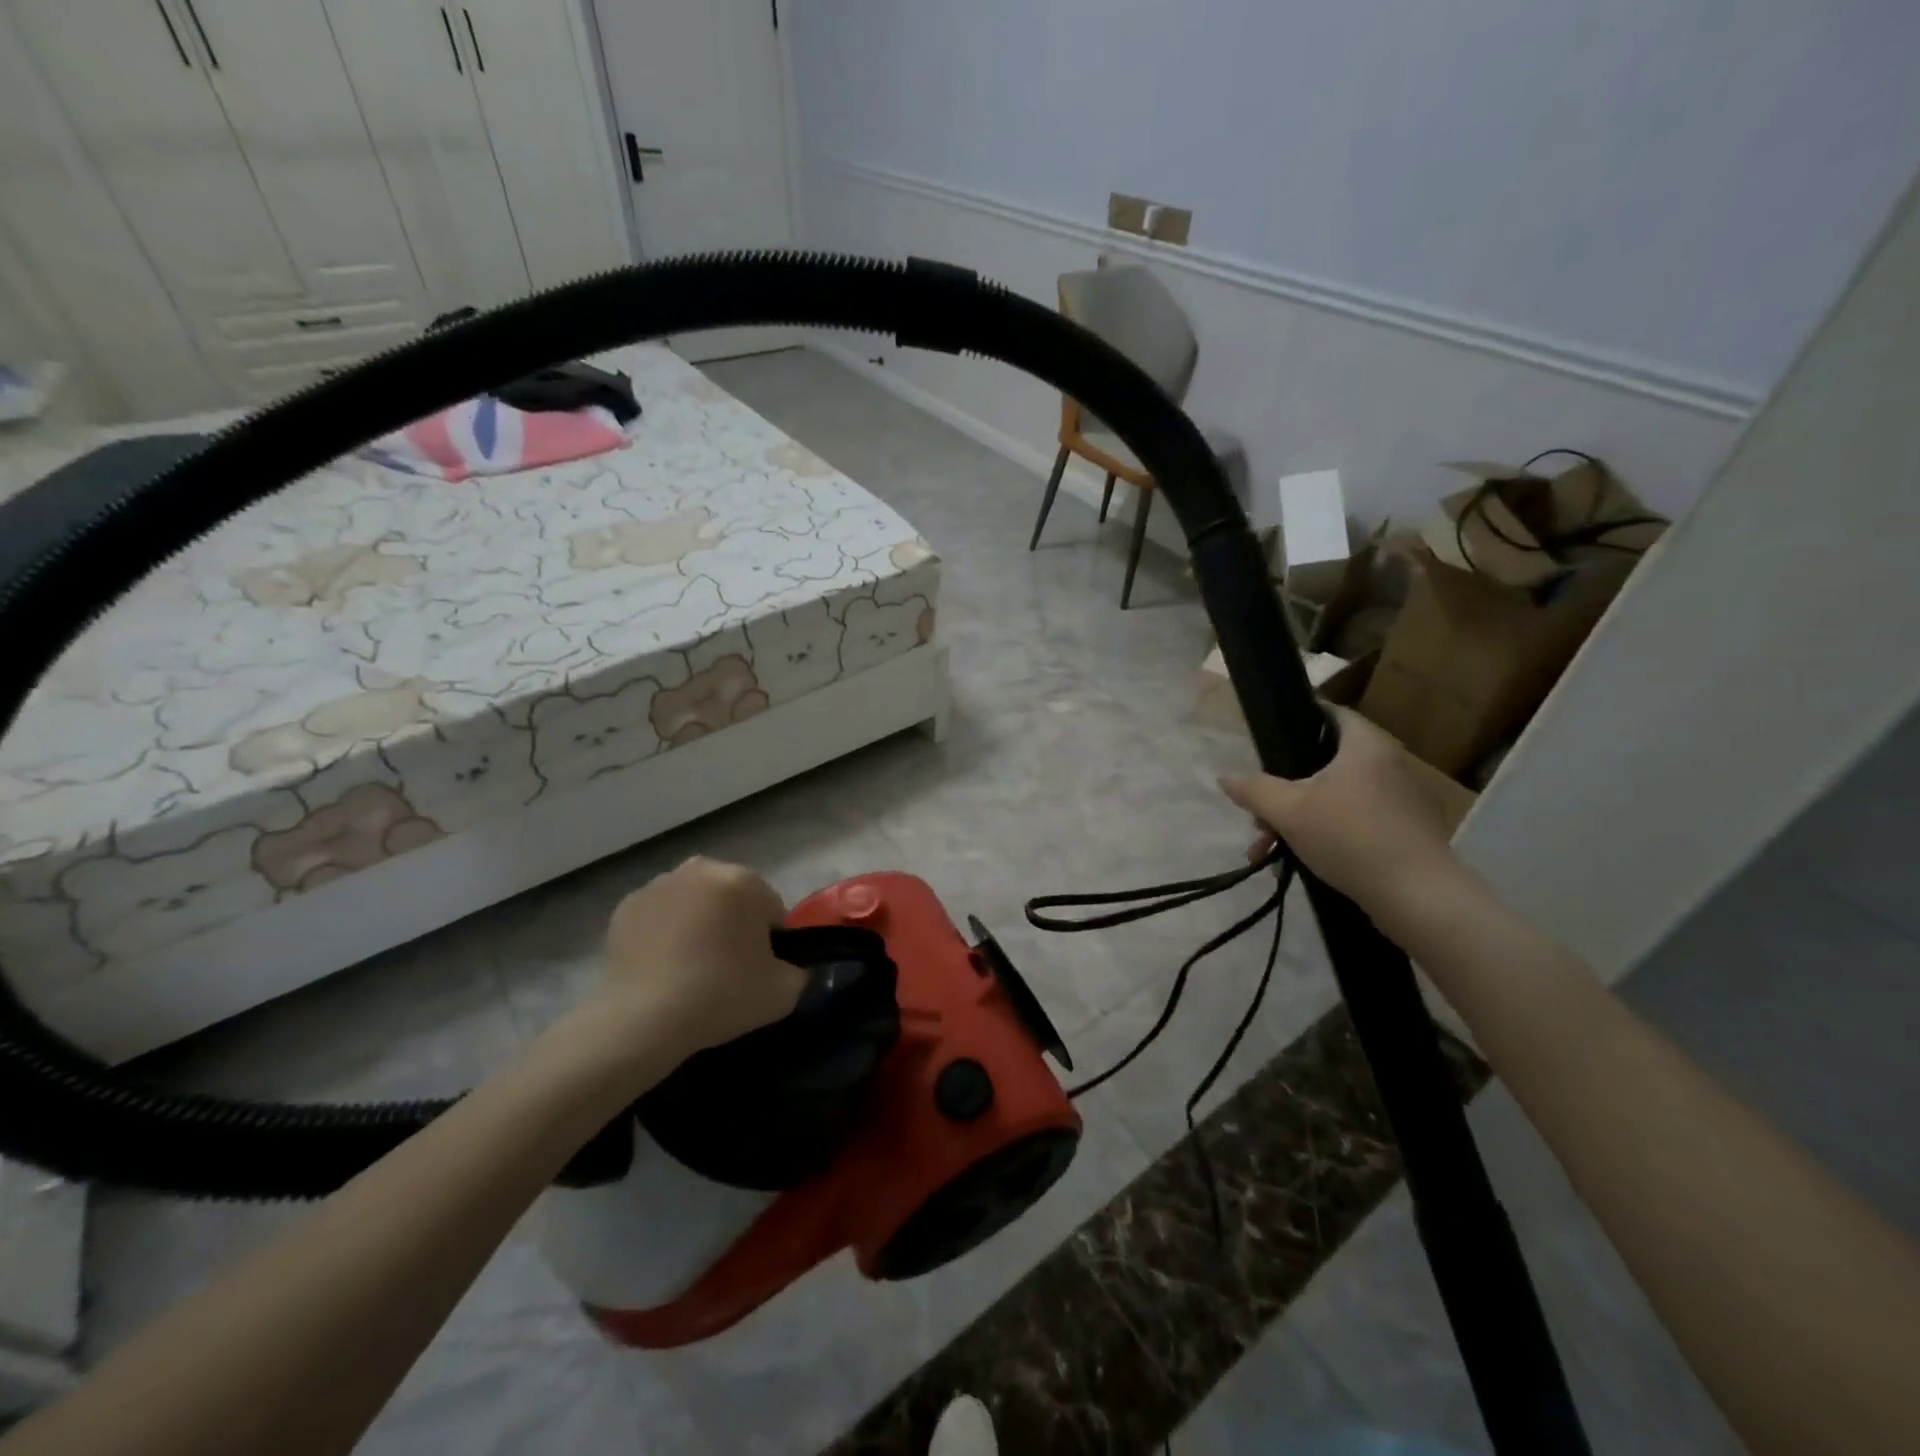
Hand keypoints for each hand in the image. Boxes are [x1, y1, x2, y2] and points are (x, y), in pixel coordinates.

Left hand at [593, 856, 806, 1066]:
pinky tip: (662, 965)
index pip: (771, 909)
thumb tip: (789, 965)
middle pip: (732, 897)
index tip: (757, 970)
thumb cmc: (720, 997)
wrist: (642, 1020)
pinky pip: (660, 914)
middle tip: (725, 968)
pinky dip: (665, 931)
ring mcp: (660, 884)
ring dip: (699, 923)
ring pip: (695, 901)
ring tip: (690, 968)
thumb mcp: (785, 992)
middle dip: (733, 924)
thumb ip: (798, 969)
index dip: (769, 942)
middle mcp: (702, 870)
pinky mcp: (627, 905)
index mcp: (744, 880)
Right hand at [1220, 707, 1459, 914]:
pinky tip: (1301, 863)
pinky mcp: (1406, 831)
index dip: (1296, 720)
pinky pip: (1356, 820)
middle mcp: (1388, 763)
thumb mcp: (1287, 811)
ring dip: (1299, 819)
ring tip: (1270, 851)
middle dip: (1284, 792)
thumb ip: (1254, 790)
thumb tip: (1226, 779)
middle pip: (1324, 764)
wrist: (1417, 896)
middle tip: (1259, 818)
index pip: (1329, 713)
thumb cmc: (1349, 836)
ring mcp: (1401, 799)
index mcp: (1365, 745)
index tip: (1268, 742)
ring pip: (1336, 798)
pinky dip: (1327, 834)